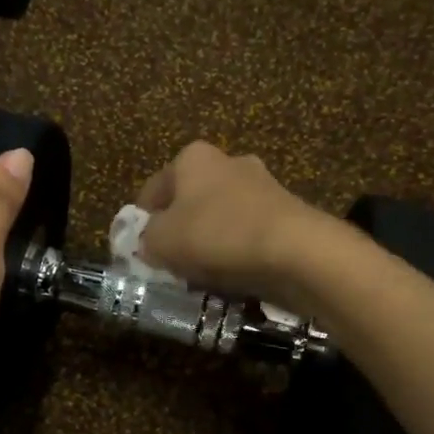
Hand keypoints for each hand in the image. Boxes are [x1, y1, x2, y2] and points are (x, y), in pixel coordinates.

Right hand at [137, 141, 332, 309]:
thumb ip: (146, 239)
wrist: (293, 250)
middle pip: (189, 201)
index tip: (140, 251)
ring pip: (220, 218)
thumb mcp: (161, 241)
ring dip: (209, 242)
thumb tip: (149, 243)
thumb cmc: (216, 235)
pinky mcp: (286, 212)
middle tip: (170, 264)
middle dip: (179, 231)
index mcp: (192, 158)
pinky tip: (233, 275)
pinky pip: (247, 234)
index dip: (141, 222)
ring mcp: (262, 185)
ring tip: (202, 275)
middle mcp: (228, 162)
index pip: (153, 189)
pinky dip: (237, 251)